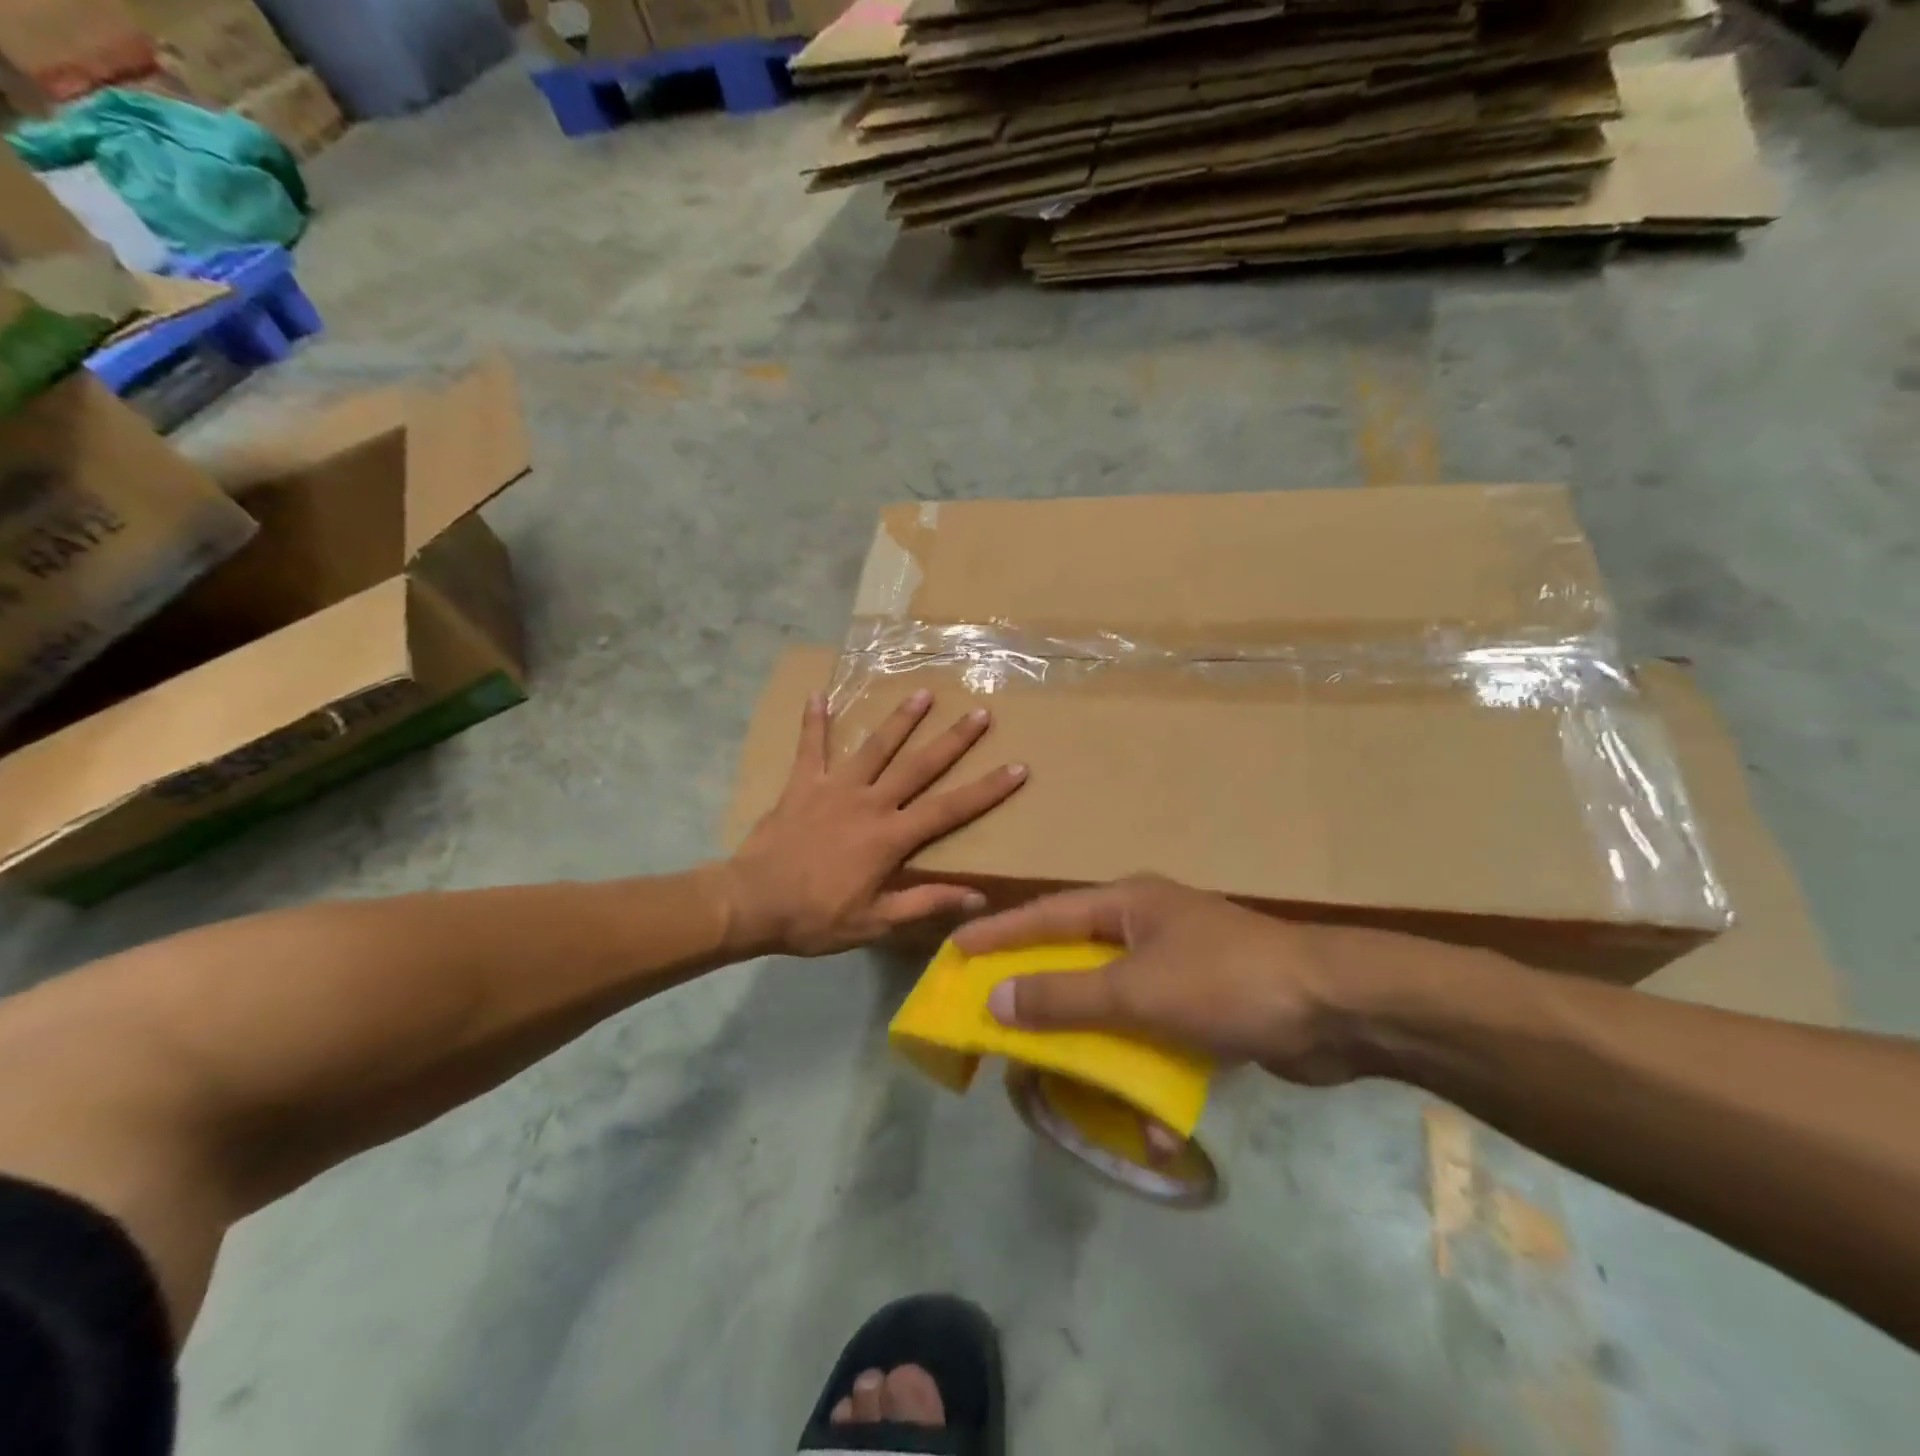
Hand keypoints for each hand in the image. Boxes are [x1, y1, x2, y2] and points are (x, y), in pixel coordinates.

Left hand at [723, 689, 1026, 956]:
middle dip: (953, 739)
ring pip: (874, 747)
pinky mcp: (802, 784)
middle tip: (980, 713)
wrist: (752, 903)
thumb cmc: (816, 917)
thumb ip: (926, 902)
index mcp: (891, 837)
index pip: (950, 809)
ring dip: (900, 719)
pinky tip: (817, 693)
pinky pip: (810, 747)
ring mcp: (834, 788)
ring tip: (922, 693)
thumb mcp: (876, 920)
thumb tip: (978, 898)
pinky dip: (814, 721)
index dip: (986, 789)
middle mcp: (869, 802)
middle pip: (919, 765)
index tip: (1017, 767)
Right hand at [954, 875, 1368, 1084]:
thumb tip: (995, 998)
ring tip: (1058, 1076)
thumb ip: (1064, 996)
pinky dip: (1147, 1071)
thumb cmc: (1226, 982)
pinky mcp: (1205, 1007)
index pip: (1046, 915)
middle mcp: (1146, 928)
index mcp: (1127, 905)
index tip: (955, 950)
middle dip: (1040, 994)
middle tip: (995, 1018)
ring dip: (1093, 1043)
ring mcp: (1177, 967)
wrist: (1338, 1010)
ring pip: (1113, 1003)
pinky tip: (1153, 1124)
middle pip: (1076, 959)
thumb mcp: (1135, 990)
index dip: (999, 934)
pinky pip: (1155, 1036)